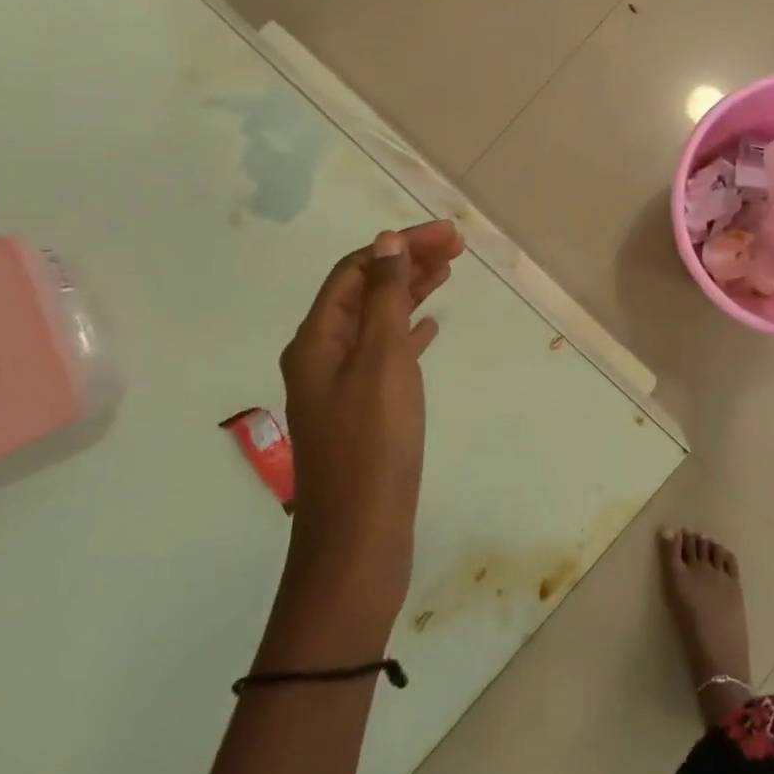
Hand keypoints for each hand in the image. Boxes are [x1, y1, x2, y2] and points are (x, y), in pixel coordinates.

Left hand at [278, 222, 463, 612]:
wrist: (359, 537)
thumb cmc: (373, 443)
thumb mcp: (382, 361)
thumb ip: (384, 299)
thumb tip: (386, 242)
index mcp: (317, 339)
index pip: (357, 270)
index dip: (400, 245)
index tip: (448, 235)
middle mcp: (321, 356)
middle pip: (364, 291)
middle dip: (407, 263)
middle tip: (456, 246)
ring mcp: (340, 386)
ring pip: (376, 321)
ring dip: (409, 293)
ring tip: (448, 273)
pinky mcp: (361, 410)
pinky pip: (385, 354)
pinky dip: (408, 332)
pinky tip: (431, 328)